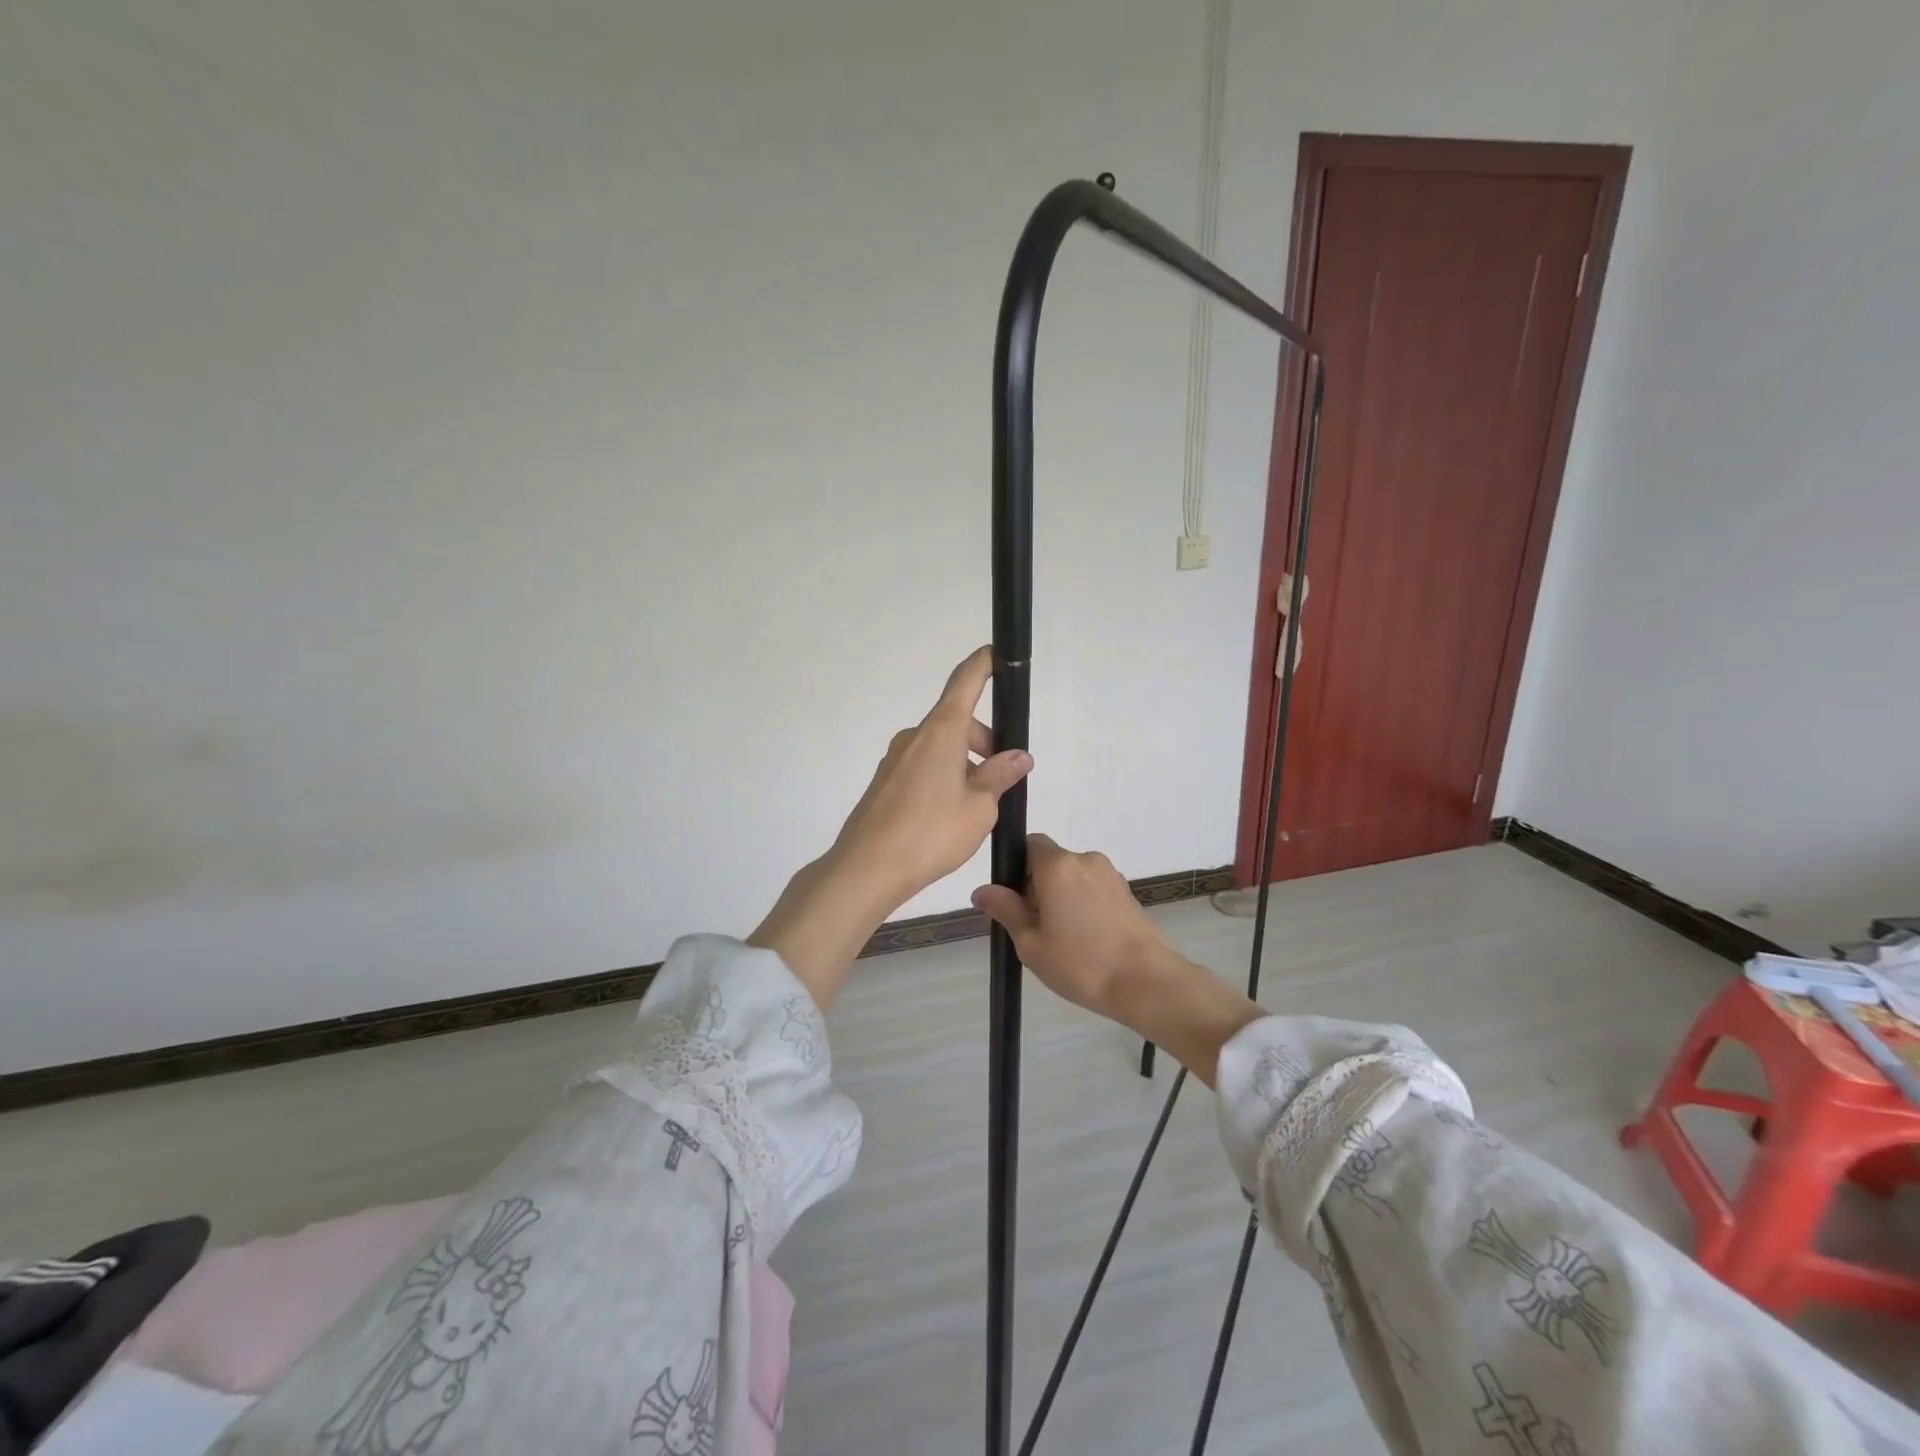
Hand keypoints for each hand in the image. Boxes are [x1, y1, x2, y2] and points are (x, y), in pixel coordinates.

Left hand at [828, 646, 1032, 906]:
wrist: (868, 867)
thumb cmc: (931, 832)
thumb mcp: (980, 807)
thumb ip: (1000, 776)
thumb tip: (1018, 757)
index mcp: (940, 732)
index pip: (965, 682)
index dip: (983, 664)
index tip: (996, 653)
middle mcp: (915, 737)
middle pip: (957, 721)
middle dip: (985, 740)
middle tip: (1004, 775)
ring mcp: (896, 759)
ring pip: (941, 747)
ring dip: (965, 763)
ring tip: (979, 805)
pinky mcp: (886, 782)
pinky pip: (924, 766)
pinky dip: (945, 776)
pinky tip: (950, 814)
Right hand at [970, 834, 1170, 1021]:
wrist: (1147, 983)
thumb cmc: (1081, 963)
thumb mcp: (1030, 942)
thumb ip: (1005, 910)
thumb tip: (981, 890)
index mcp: (1057, 865)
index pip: (1029, 844)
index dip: (1017, 868)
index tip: (1016, 902)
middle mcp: (1085, 859)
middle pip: (1051, 863)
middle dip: (1038, 888)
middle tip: (1036, 930)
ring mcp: (1111, 875)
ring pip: (1074, 878)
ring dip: (1063, 899)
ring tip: (1064, 941)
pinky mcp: (1128, 893)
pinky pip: (1094, 890)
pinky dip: (1085, 907)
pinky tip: (1088, 942)